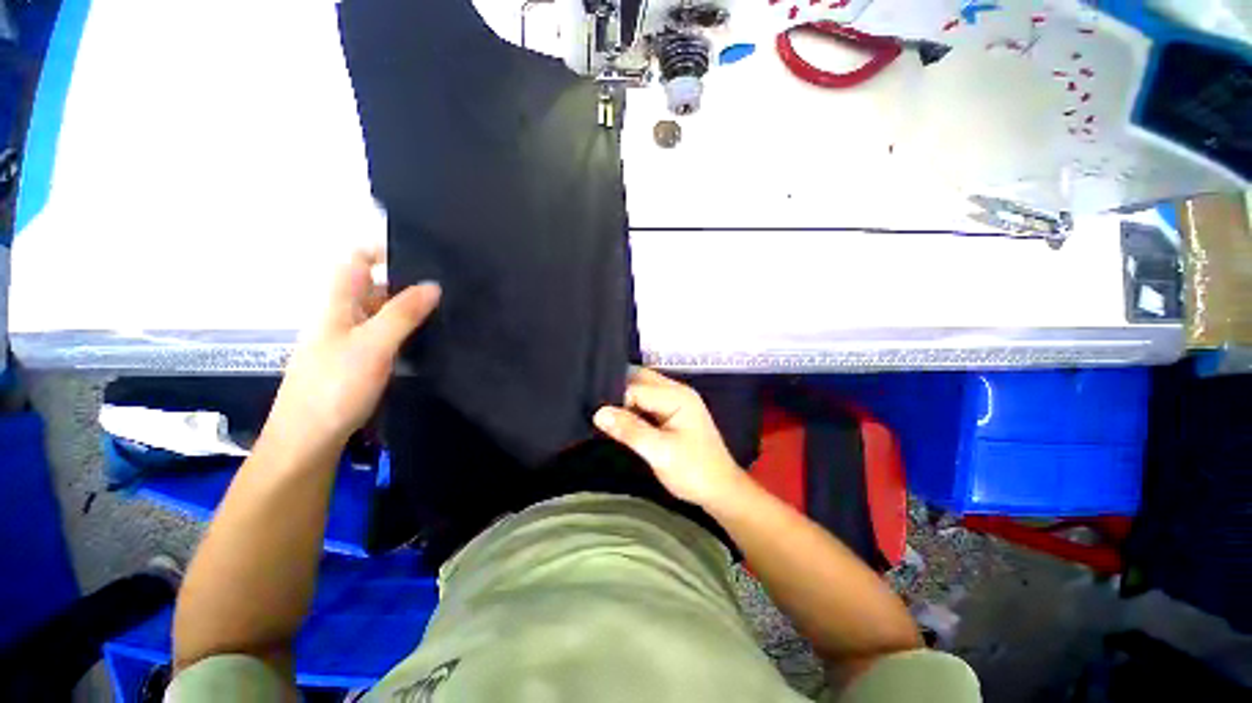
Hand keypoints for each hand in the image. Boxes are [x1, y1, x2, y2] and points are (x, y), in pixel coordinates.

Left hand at [270, 250, 439, 444]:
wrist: (309, 440)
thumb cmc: (334, 387)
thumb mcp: (372, 345)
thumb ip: (402, 313)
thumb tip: (434, 285)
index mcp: (338, 304)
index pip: (356, 261)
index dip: (383, 251)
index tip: (422, 255)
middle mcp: (344, 317)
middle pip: (376, 287)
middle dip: (408, 283)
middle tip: (449, 288)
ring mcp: (353, 341)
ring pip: (385, 313)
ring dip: (412, 310)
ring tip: (450, 311)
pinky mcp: (362, 362)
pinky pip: (389, 336)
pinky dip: (409, 332)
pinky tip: (431, 340)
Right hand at [594, 368, 745, 509]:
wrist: (721, 490)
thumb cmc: (693, 471)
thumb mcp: (660, 453)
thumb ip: (631, 431)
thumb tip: (599, 413)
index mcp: (677, 396)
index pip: (636, 388)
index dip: (616, 400)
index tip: (596, 415)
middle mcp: (677, 391)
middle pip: (641, 380)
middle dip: (618, 392)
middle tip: (596, 409)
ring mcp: (677, 401)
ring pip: (643, 389)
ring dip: (625, 399)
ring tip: (604, 414)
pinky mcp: (674, 412)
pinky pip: (648, 401)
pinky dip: (633, 407)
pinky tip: (621, 419)